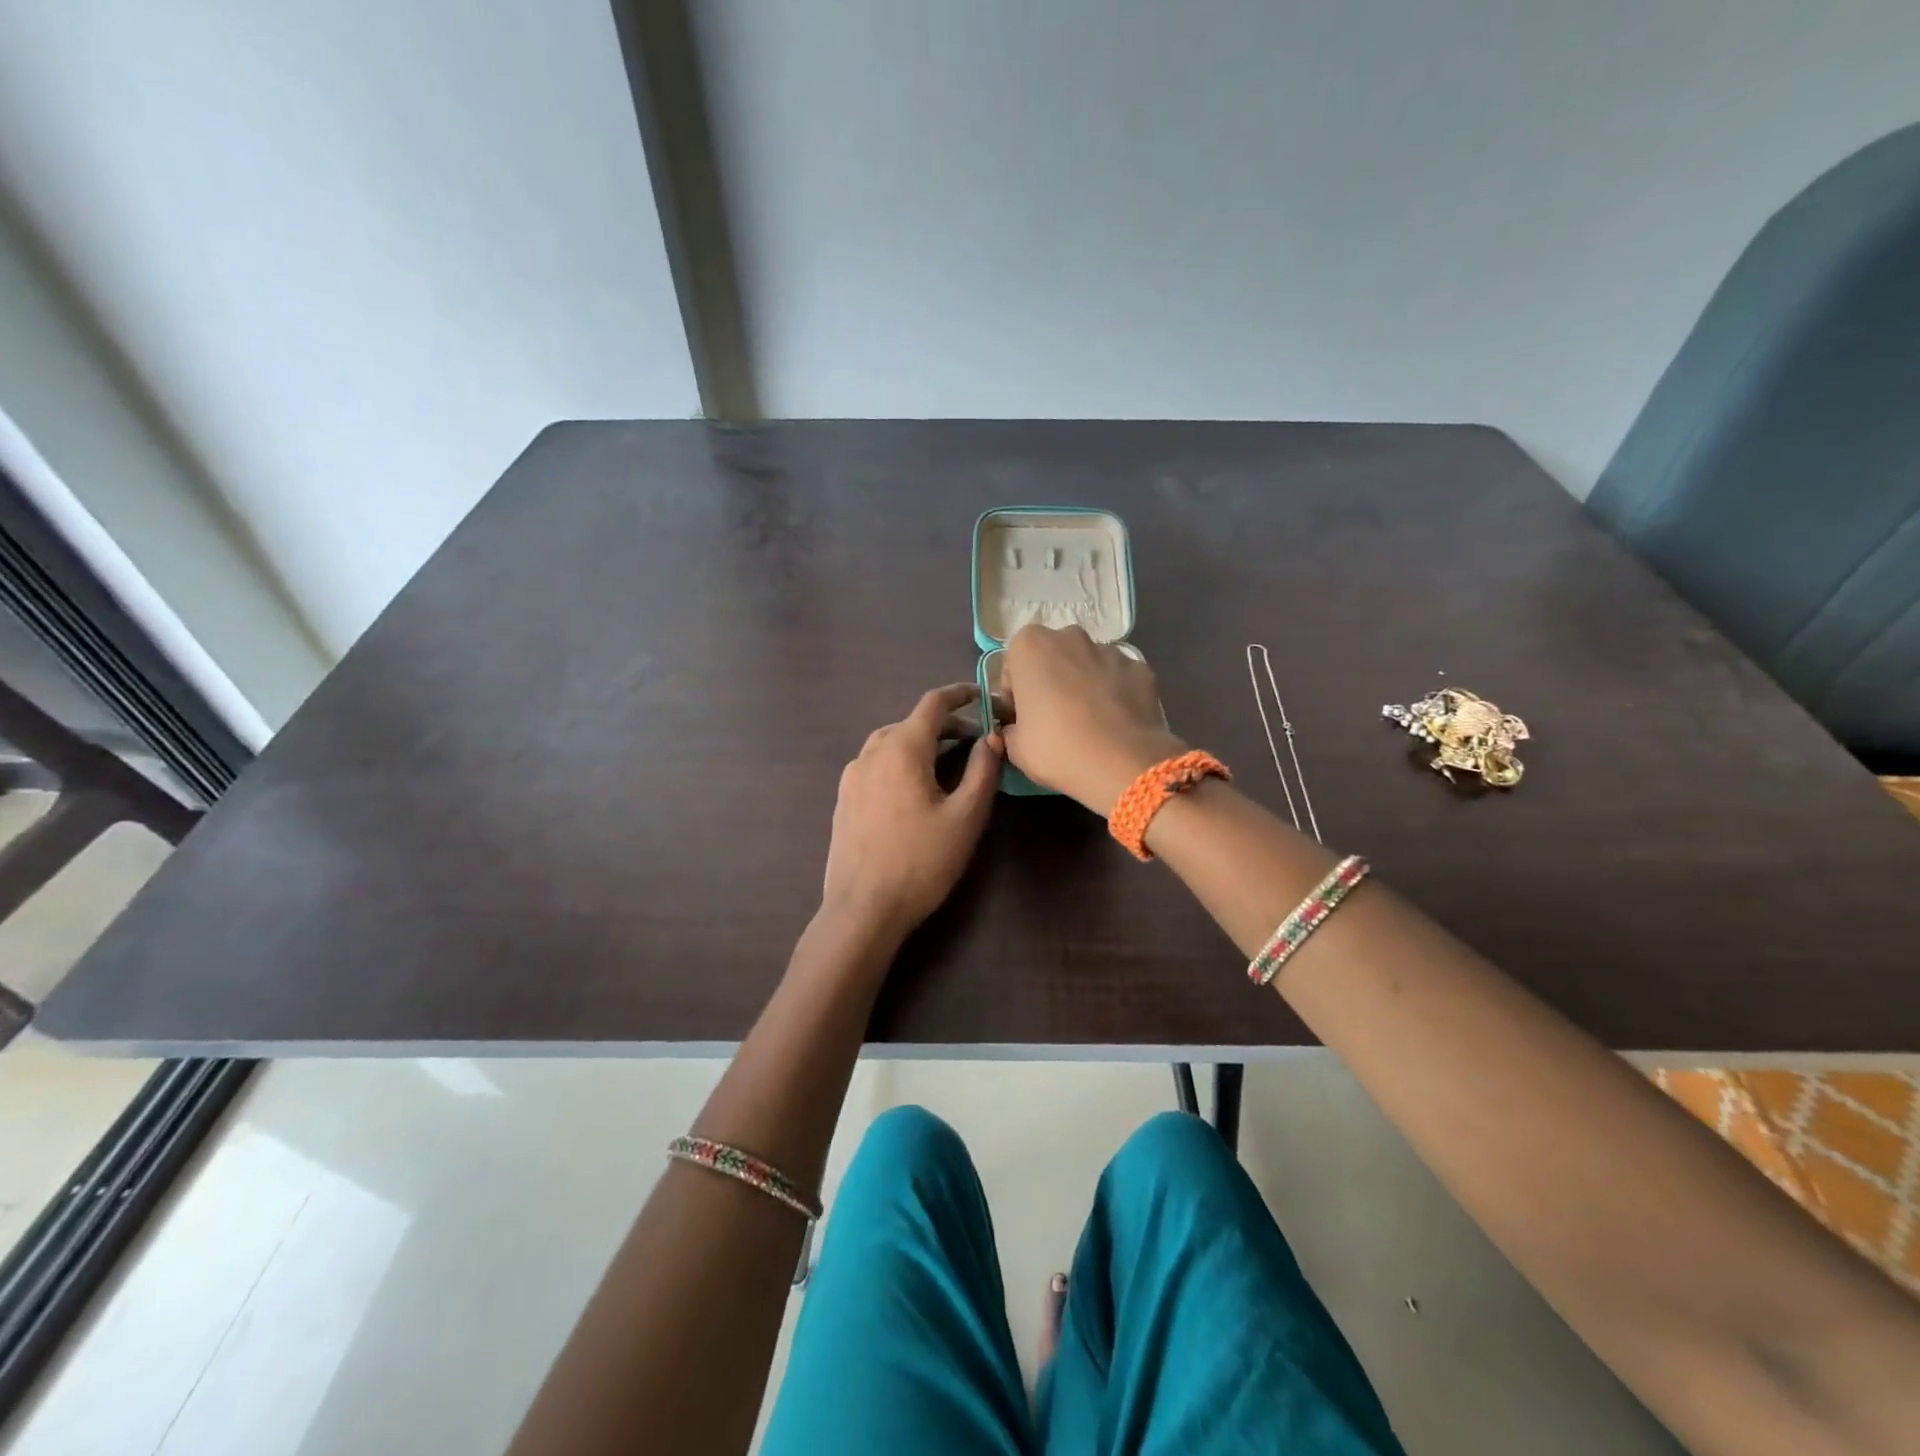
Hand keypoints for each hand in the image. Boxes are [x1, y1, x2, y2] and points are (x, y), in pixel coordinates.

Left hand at [822, 684, 1002, 941]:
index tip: (982, 694)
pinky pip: (875, 763)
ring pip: (890, 742)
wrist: (863, 908)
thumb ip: (983, 771)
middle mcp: (872, 752)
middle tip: (975, 739)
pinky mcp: (843, 799)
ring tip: (946, 761)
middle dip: (945, 724)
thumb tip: (992, 738)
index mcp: (902, 748)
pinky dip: (899, 760)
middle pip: (911, 722)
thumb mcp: (966, 816)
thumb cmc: (921, 861)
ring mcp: (852, 776)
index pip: (933, 703)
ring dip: (920, 742)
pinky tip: (912, 787)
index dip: (960, 694)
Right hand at [1001, 625, 1184, 813]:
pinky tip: (1116, 723)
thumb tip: (1019, 729)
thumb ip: (1012, 729)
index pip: (1014, 665)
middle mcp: (1070, 637)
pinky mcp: (1141, 668)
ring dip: (1084, 684)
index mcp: (1030, 646)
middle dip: (1052, 680)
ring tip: (1090, 722)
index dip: (1016, 693)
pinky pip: (1119, 678)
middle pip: (1053, 657)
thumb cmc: (1057, 749)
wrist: (1122, 764)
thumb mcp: (1016, 748)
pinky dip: (1115, 694)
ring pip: (1088, 664)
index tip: (1022, 718)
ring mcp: (1110, 650)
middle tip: (1054, 718)